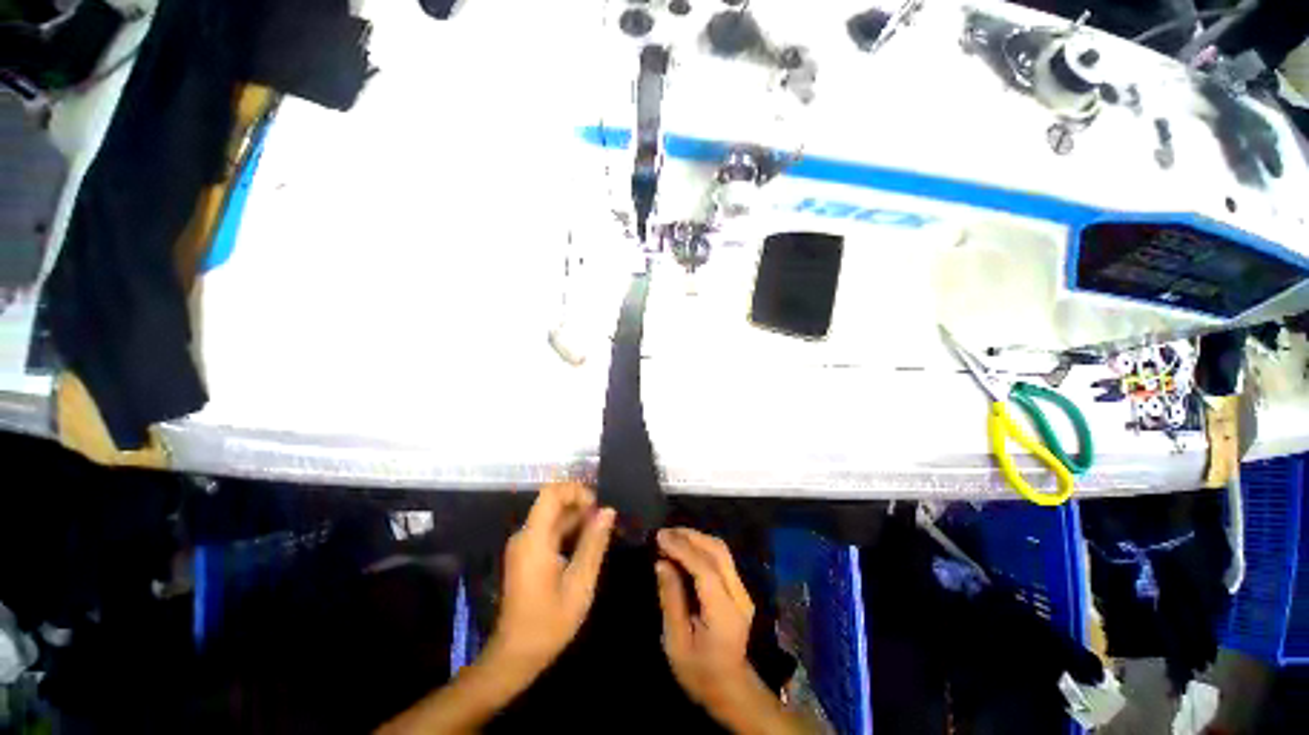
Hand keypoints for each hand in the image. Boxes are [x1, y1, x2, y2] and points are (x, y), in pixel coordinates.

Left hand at [487, 482, 614, 678]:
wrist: (515, 655)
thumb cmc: (549, 623)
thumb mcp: (580, 584)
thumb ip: (594, 544)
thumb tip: (608, 511)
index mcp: (535, 539)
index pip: (551, 493)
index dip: (576, 491)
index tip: (597, 507)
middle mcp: (525, 535)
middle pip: (552, 502)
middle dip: (581, 505)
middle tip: (604, 524)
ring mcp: (524, 545)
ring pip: (552, 516)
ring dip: (577, 519)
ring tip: (599, 535)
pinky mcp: (526, 554)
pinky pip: (549, 530)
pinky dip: (569, 531)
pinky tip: (585, 547)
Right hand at [655, 528, 757, 710]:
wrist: (731, 689)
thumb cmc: (699, 672)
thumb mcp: (676, 643)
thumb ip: (671, 600)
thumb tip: (661, 563)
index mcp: (724, 613)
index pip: (705, 569)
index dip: (682, 549)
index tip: (660, 537)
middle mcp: (739, 596)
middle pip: (718, 552)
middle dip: (690, 536)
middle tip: (664, 533)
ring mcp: (742, 591)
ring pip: (721, 550)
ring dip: (696, 538)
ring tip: (671, 536)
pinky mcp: (739, 589)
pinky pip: (721, 558)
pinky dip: (702, 547)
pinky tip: (685, 547)